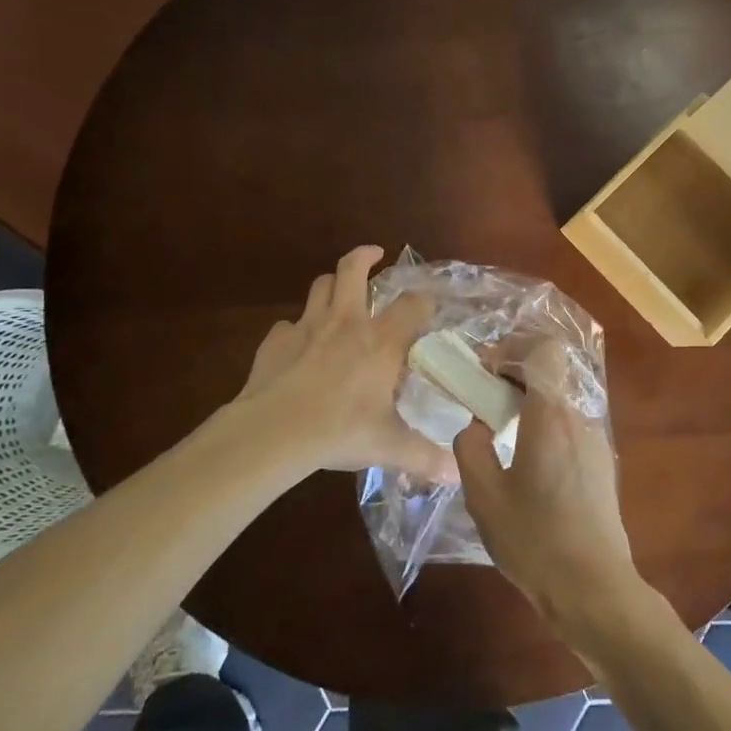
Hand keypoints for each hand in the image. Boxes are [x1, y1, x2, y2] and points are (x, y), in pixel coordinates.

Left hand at [228, 246, 451, 482]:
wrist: (273, 432)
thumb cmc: (340, 430)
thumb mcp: (389, 446)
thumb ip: (425, 457)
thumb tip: (456, 476)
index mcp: (381, 341)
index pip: (412, 304)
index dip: (424, 300)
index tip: (428, 306)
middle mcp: (346, 323)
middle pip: (353, 270)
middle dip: (364, 256)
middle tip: (374, 255)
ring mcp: (307, 327)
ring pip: (320, 286)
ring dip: (332, 283)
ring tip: (339, 290)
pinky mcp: (275, 342)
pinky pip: (288, 325)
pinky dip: (296, 329)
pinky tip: (298, 346)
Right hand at [452, 342, 649, 643]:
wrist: (594, 588)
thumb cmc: (535, 541)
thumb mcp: (484, 497)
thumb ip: (470, 448)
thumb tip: (476, 425)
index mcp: (550, 416)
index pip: (543, 351)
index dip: (512, 348)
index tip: (485, 370)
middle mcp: (579, 418)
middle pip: (548, 376)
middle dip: (512, 379)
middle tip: (481, 405)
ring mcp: (595, 442)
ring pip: (557, 405)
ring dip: (527, 408)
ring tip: (499, 441)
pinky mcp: (601, 465)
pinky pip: (568, 430)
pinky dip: (543, 431)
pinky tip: (526, 469)